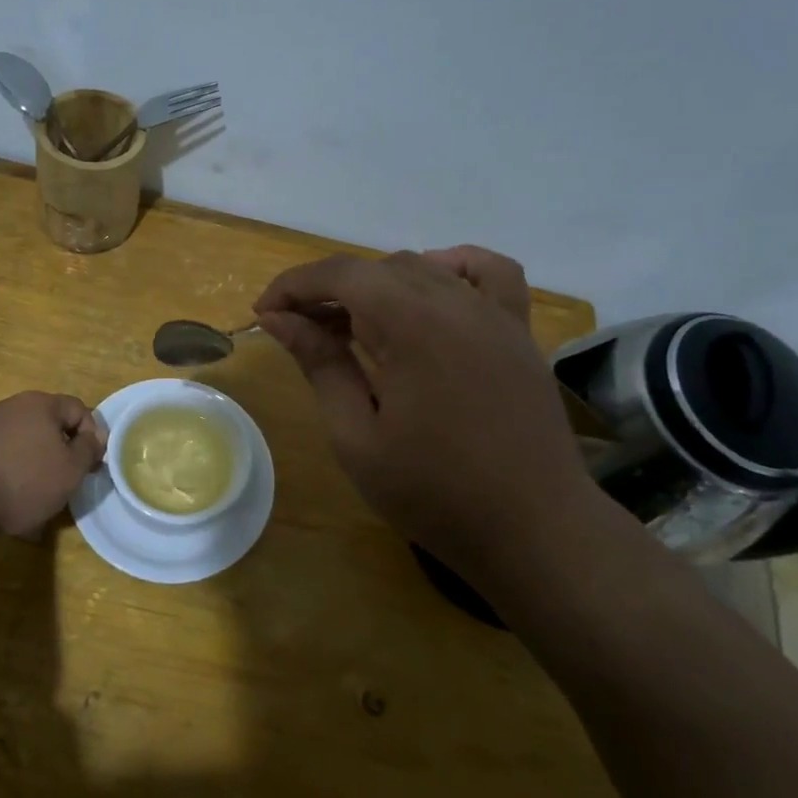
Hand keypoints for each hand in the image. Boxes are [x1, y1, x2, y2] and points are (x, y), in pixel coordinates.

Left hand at [0, 391, 106, 536]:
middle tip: (66, 480)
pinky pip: (0, 456)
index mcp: (41, 404)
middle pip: (48, 425)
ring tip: (37, 497)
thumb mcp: (70, 470)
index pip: (78, 409)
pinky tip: (8, 500)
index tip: (92, 465)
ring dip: (35, 464)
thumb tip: (95, 437)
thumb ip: (88, 450)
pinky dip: (10, 474)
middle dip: (61, 451)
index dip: (92, 435)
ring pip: (23, 442)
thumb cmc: (22, 480)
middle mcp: (12, 406)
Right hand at [253, 246, 598, 567]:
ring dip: (378, 285)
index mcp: (412, 324)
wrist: (533, 530)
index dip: (294, 286)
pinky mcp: (519, 332)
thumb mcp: (357, 436)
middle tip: (299, 331)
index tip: (263, 314)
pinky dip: (453, 267)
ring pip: (423, 268)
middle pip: (377, 269)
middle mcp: (455, 303)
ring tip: (354, 324)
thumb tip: (279, 319)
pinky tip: (432, 290)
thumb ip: (321, 365)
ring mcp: (495, 314)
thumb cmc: (433, 493)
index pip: (340, 274)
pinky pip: (490, 273)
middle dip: (327, 290)